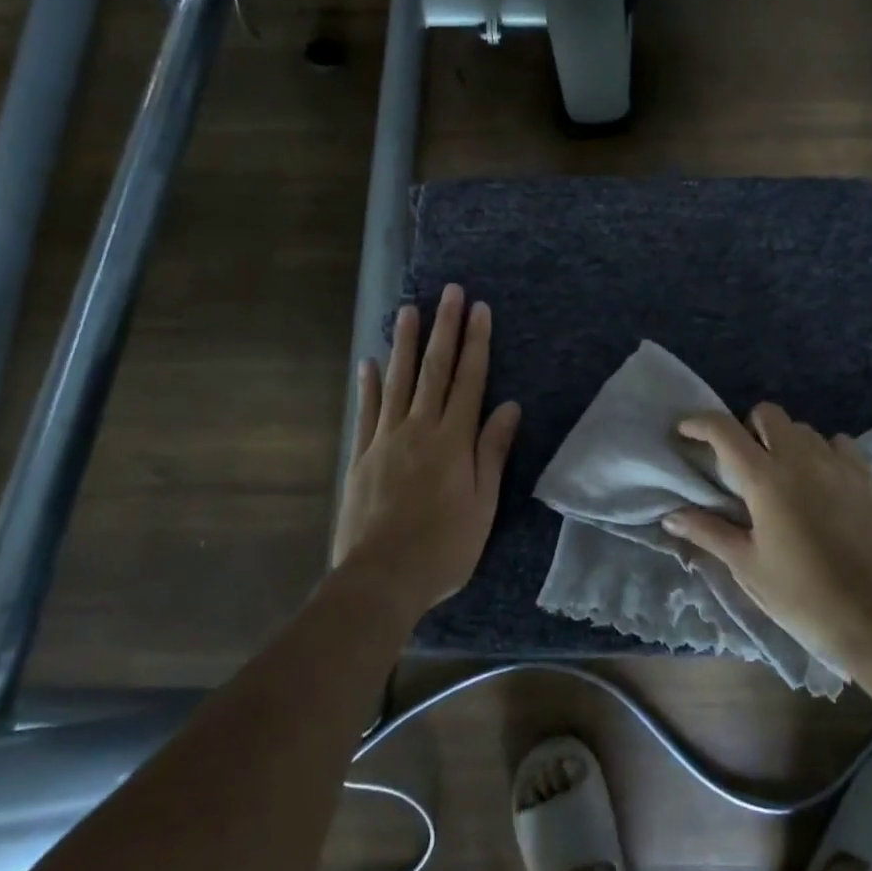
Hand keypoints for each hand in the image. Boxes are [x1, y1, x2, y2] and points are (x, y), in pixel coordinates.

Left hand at [334, 284, 521, 616]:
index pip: (469, 380)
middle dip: (443, 328)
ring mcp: (386, 439)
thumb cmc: (444, 546)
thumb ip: (492, 451)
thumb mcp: (483, 503)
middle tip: (448, 292)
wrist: (381, 579)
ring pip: (397, 380)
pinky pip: (366, 411)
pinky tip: (368, 361)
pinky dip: (368, 384)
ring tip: (407, 309)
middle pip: (434, 369)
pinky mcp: (362, 456)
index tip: (479, 309)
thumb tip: (509, 406)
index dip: (476, 342)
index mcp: (453, 440)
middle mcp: (419, 429)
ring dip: (403, 343)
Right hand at [663, 403, 871, 671]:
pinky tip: (821, 482)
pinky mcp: (867, 476)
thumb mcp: (748, 566)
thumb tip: (670, 517)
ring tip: (784, 476)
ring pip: (803, 429)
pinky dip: (822, 453)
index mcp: (765, 478)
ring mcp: (838, 463)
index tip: (685, 431)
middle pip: (768, 414)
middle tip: (743, 463)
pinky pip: (838, 444)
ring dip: (785, 442)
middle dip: (748, 428)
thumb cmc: (802, 595)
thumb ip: (709, 532)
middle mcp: (801, 458)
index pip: (723, 430)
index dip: (699, 423)